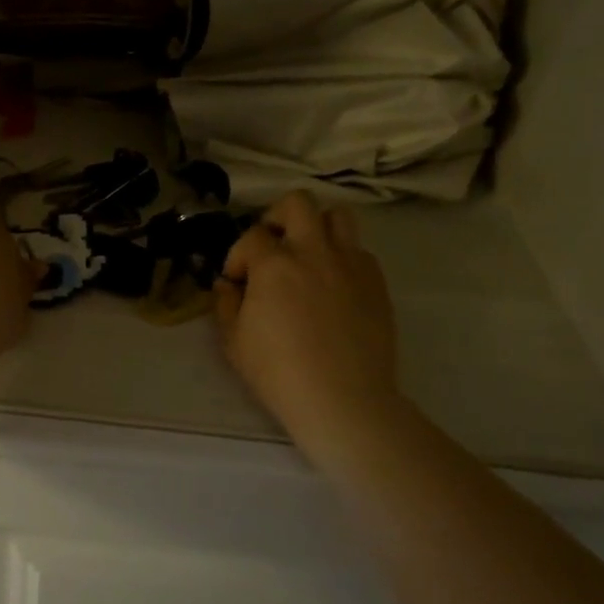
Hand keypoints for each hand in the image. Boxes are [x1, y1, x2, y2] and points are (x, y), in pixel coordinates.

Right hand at [214, 192, 402, 451]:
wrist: (343, 400)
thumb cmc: (279, 373)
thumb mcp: (235, 343)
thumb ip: (226, 305)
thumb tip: (227, 285)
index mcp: (274, 265)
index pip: (251, 236)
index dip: (238, 256)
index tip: (237, 283)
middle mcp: (314, 252)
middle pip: (297, 203)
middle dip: (277, 217)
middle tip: (271, 247)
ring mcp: (350, 264)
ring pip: (338, 216)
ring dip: (317, 227)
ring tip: (307, 255)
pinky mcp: (376, 282)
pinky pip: (359, 252)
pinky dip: (342, 259)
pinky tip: (333, 287)